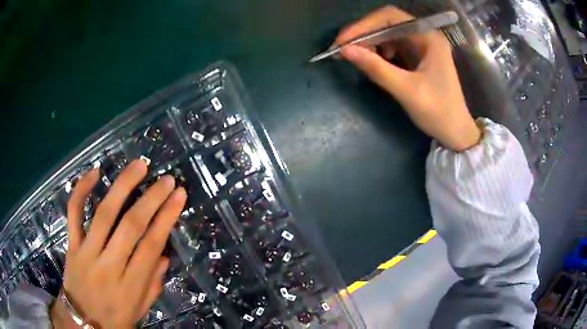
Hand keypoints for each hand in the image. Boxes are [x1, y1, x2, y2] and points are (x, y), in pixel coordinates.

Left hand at [50, 159, 186, 327]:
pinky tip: (95, 172)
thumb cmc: (115, 318)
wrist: (83, 321)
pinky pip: (73, 213)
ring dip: (122, 186)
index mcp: (131, 286)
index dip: (166, 218)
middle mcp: (109, 266)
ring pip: (103, 213)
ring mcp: (87, 252)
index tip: (179, 196)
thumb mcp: (140, 310)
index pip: (151, 246)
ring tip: (139, 166)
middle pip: (130, 226)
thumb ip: (153, 284)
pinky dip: (81, 190)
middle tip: (166, 179)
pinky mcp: (71, 244)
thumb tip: (164, 256)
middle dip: (151, 199)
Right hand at [334, 6, 480, 150]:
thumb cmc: (438, 112)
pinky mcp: (418, 57)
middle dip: (364, 34)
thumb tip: (345, 51)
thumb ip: (376, 68)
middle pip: (388, 24)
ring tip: (356, 56)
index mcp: (428, 38)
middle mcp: (425, 36)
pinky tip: (373, 61)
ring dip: (370, 43)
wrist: (456, 133)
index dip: (363, 25)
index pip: (390, 17)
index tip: (342, 41)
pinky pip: (393, 47)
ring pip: (389, 34)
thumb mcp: (406, 90)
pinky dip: (379, 52)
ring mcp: (422, 46)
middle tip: (342, 49)